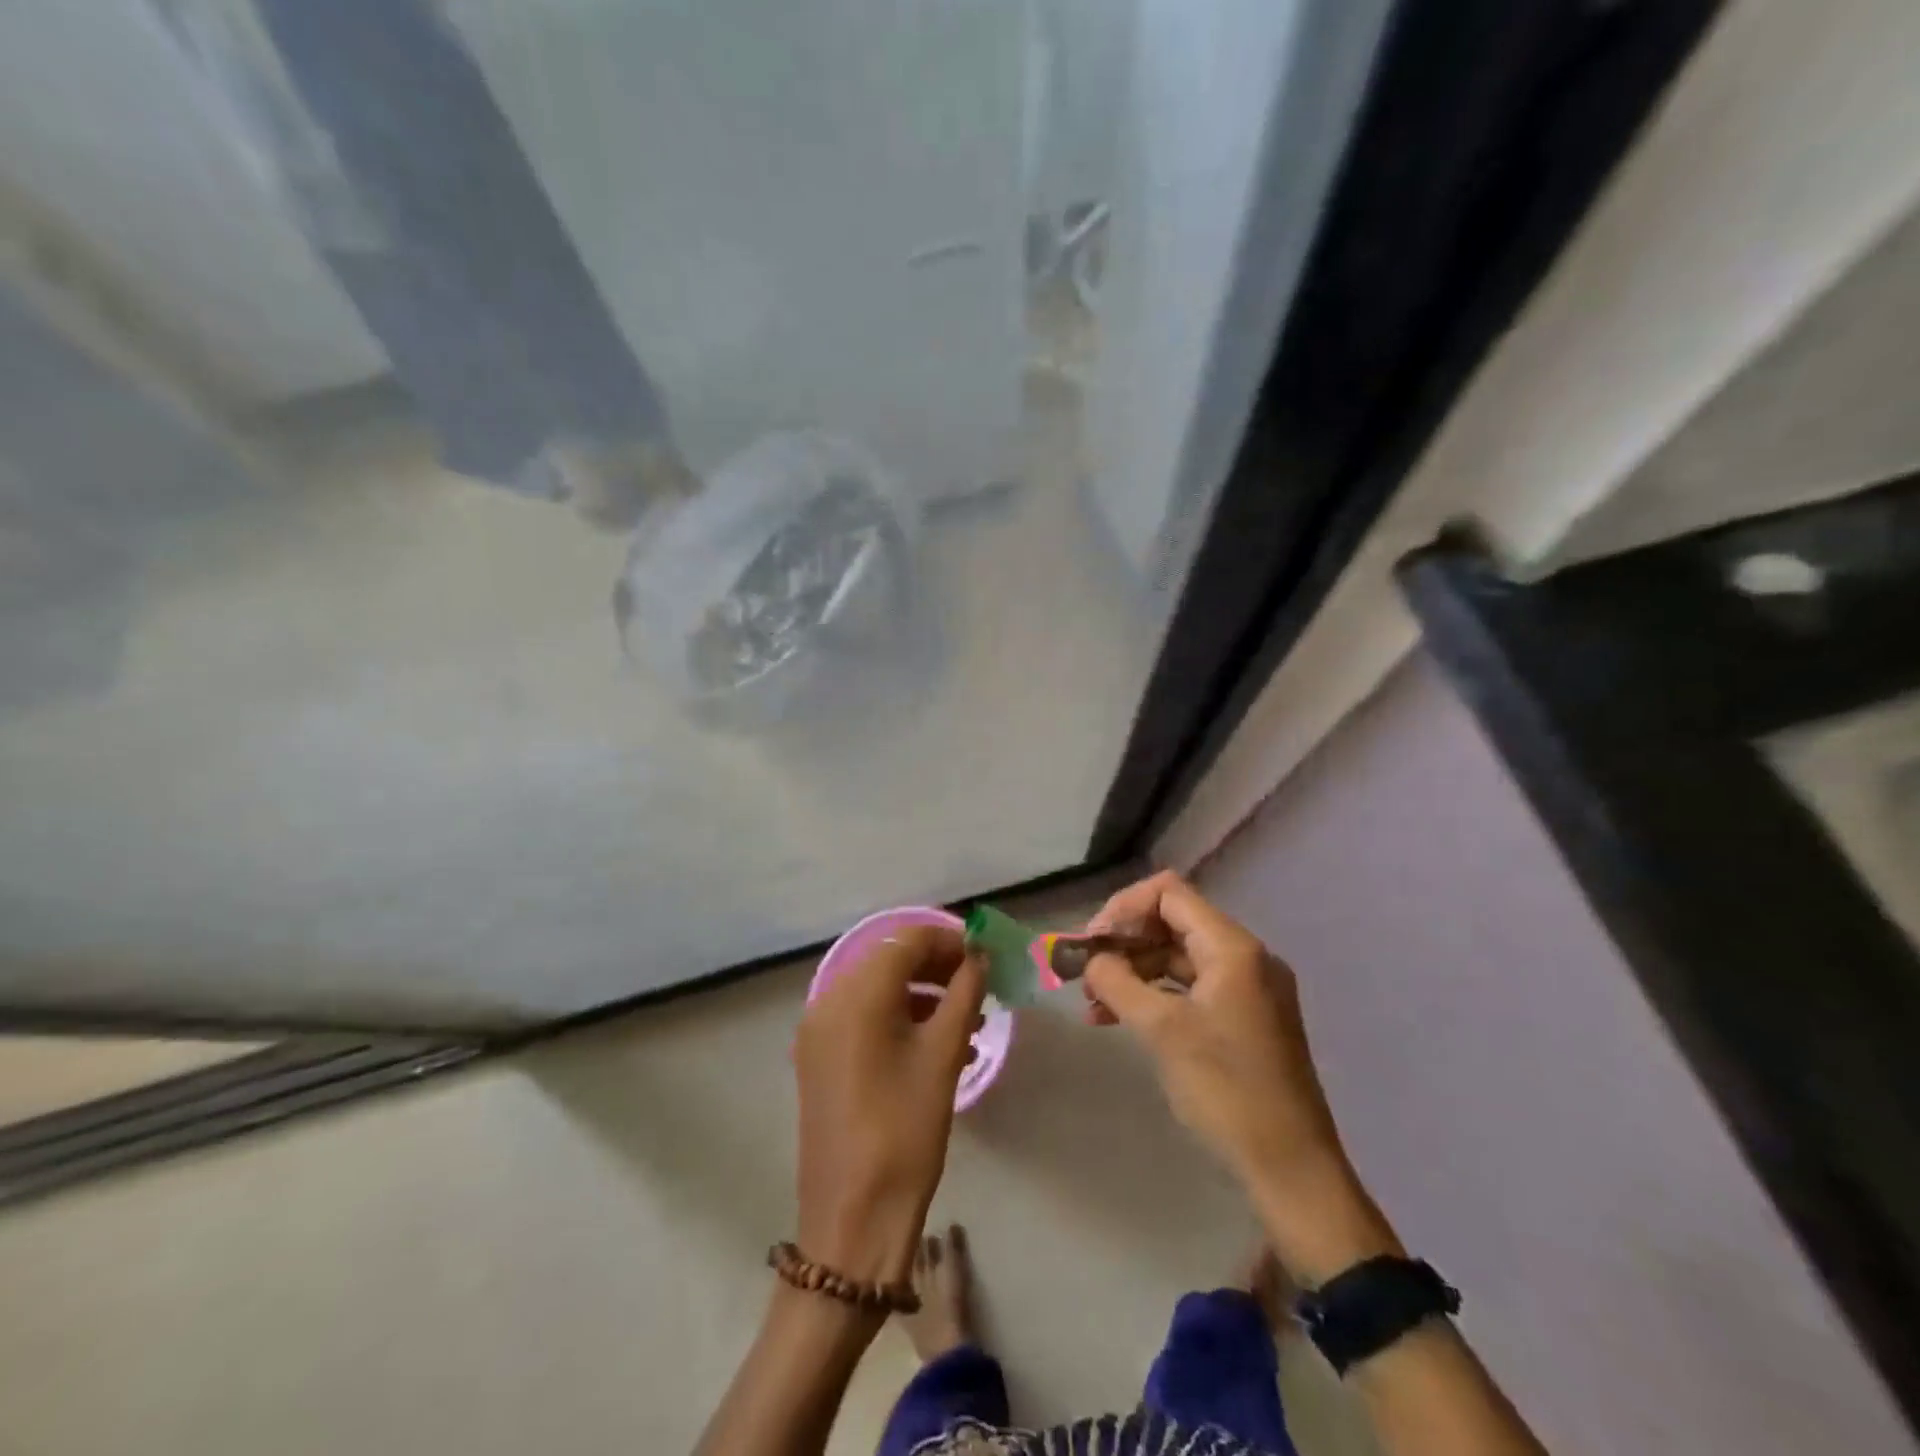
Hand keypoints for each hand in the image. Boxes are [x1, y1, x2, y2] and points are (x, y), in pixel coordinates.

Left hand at [793, 927, 984, 1285]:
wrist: (853, 1220)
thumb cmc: (905, 1130)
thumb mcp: (943, 1055)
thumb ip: (964, 993)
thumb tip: (979, 957)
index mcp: (855, 994)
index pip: (907, 940)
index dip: (950, 941)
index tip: (986, 956)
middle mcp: (828, 1002)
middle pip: (890, 962)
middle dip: (938, 967)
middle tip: (981, 986)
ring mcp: (819, 1033)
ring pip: (878, 992)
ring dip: (923, 995)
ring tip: (968, 1021)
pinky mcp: (820, 1060)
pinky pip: (864, 1020)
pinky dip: (901, 1020)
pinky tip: (939, 1047)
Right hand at [1082, 872, 1400, 1279]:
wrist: (1291, 1169)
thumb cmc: (1226, 1091)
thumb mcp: (1162, 1031)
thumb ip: (1118, 982)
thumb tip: (1091, 959)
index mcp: (1233, 948)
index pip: (1168, 894)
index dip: (1123, 909)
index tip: (1091, 943)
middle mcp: (1245, 957)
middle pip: (1172, 924)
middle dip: (1124, 944)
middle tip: (1085, 975)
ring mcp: (1248, 989)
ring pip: (1178, 958)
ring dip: (1134, 973)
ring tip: (1093, 1005)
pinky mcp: (1244, 1018)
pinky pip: (1191, 989)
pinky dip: (1155, 996)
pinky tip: (1119, 1020)